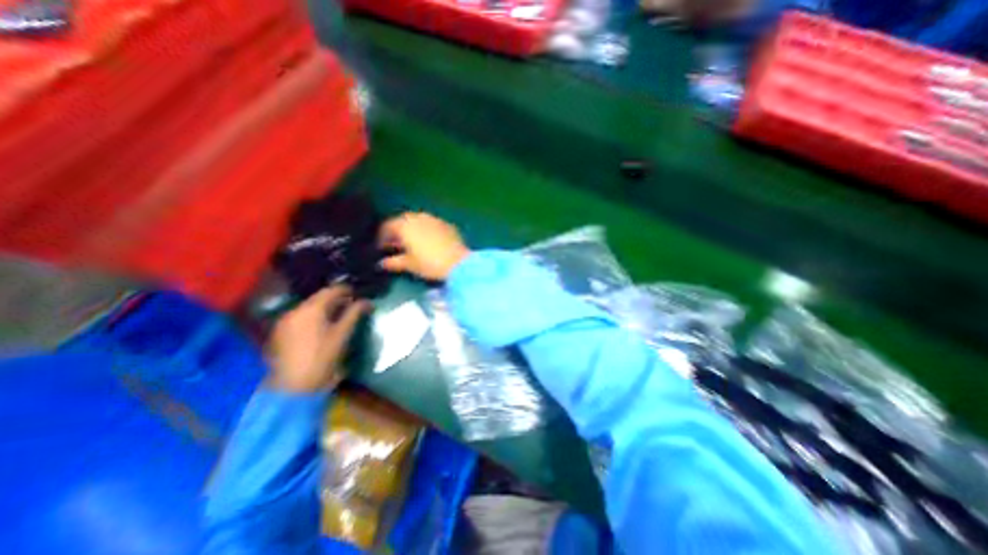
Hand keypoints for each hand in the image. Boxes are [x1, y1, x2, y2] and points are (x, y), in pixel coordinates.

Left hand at [265, 288, 367, 391]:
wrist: (292, 388)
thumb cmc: (322, 358)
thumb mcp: (342, 334)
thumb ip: (354, 314)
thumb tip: (367, 301)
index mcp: (311, 309)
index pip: (331, 290)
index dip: (346, 290)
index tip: (358, 294)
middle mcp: (294, 311)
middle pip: (318, 298)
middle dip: (335, 299)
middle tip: (351, 305)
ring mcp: (284, 322)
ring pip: (308, 307)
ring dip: (324, 308)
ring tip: (338, 316)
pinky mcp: (279, 333)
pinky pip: (300, 317)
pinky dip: (313, 317)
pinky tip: (321, 326)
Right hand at [379, 212, 469, 281]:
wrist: (458, 262)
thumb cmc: (429, 263)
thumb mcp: (409, 264)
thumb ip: (393, 262)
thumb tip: (382, 263)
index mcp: (405, 224)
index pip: (387, 226)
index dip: (382, 237)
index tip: (380, 247)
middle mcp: (418, 217)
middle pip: (403, 222)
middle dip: (397, 233)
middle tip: (395, 246)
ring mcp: (434, 219)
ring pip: (418, 222)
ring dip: (412, 231)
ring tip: (412, 244)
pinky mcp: (447, 225)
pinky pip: (431, 225)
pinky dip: (426, 232)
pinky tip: (428, 243)